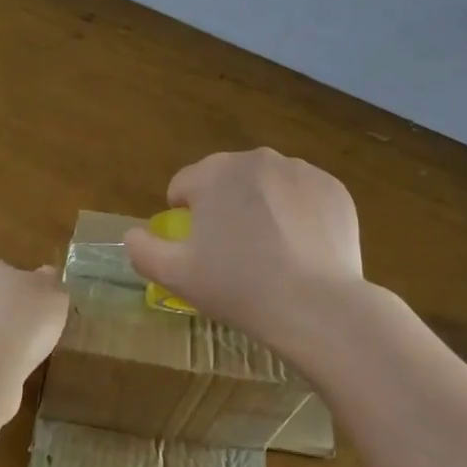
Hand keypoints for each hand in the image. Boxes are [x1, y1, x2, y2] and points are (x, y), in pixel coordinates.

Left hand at [0, 260, 69, 426]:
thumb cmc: (25, 321)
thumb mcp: (54, 295)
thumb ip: (51, 283)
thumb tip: (46, 275)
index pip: (12, 272)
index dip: (30, 289)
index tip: (44, 307)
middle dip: (15, 314)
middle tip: (38, 331)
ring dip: (3, 338)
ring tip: (25, 355)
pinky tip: (8, 370)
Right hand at [124, 149, 365, 357]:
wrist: (316, 306)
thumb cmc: (238, 287)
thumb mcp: (175, 275)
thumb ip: (142, 249)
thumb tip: (132, 235)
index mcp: (213, 173)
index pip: (184, 184)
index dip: (183, 216)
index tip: (196, 246)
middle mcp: (257, 159)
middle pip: (227, 180)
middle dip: (224, 207)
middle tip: (233, 251)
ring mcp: (301, 171)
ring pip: (267, 185)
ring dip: (261, 207)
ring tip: (270, 251)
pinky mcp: (334, 189)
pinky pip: (303, 196)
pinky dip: (297, 214)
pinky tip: (301, 248)